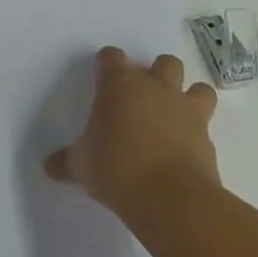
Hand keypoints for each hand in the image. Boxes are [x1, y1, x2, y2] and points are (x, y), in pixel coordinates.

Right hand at [44, 46, 220, 217]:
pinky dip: (197, 135)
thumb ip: (67, 161)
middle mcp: (156, 88)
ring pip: (198, 88)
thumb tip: (49, 166)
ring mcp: (186, 111)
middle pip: (164, 62)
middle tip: (142, 98)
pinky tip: (185, 151)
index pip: (112, 57)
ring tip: (175, 117)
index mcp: (119, 85)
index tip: (102, 78)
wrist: (171, 199)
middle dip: (157, 75)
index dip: (107, 65)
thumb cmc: (117, 169)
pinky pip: (206, 127)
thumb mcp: (82, 166)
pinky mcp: (208, 139)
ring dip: (189, 97)